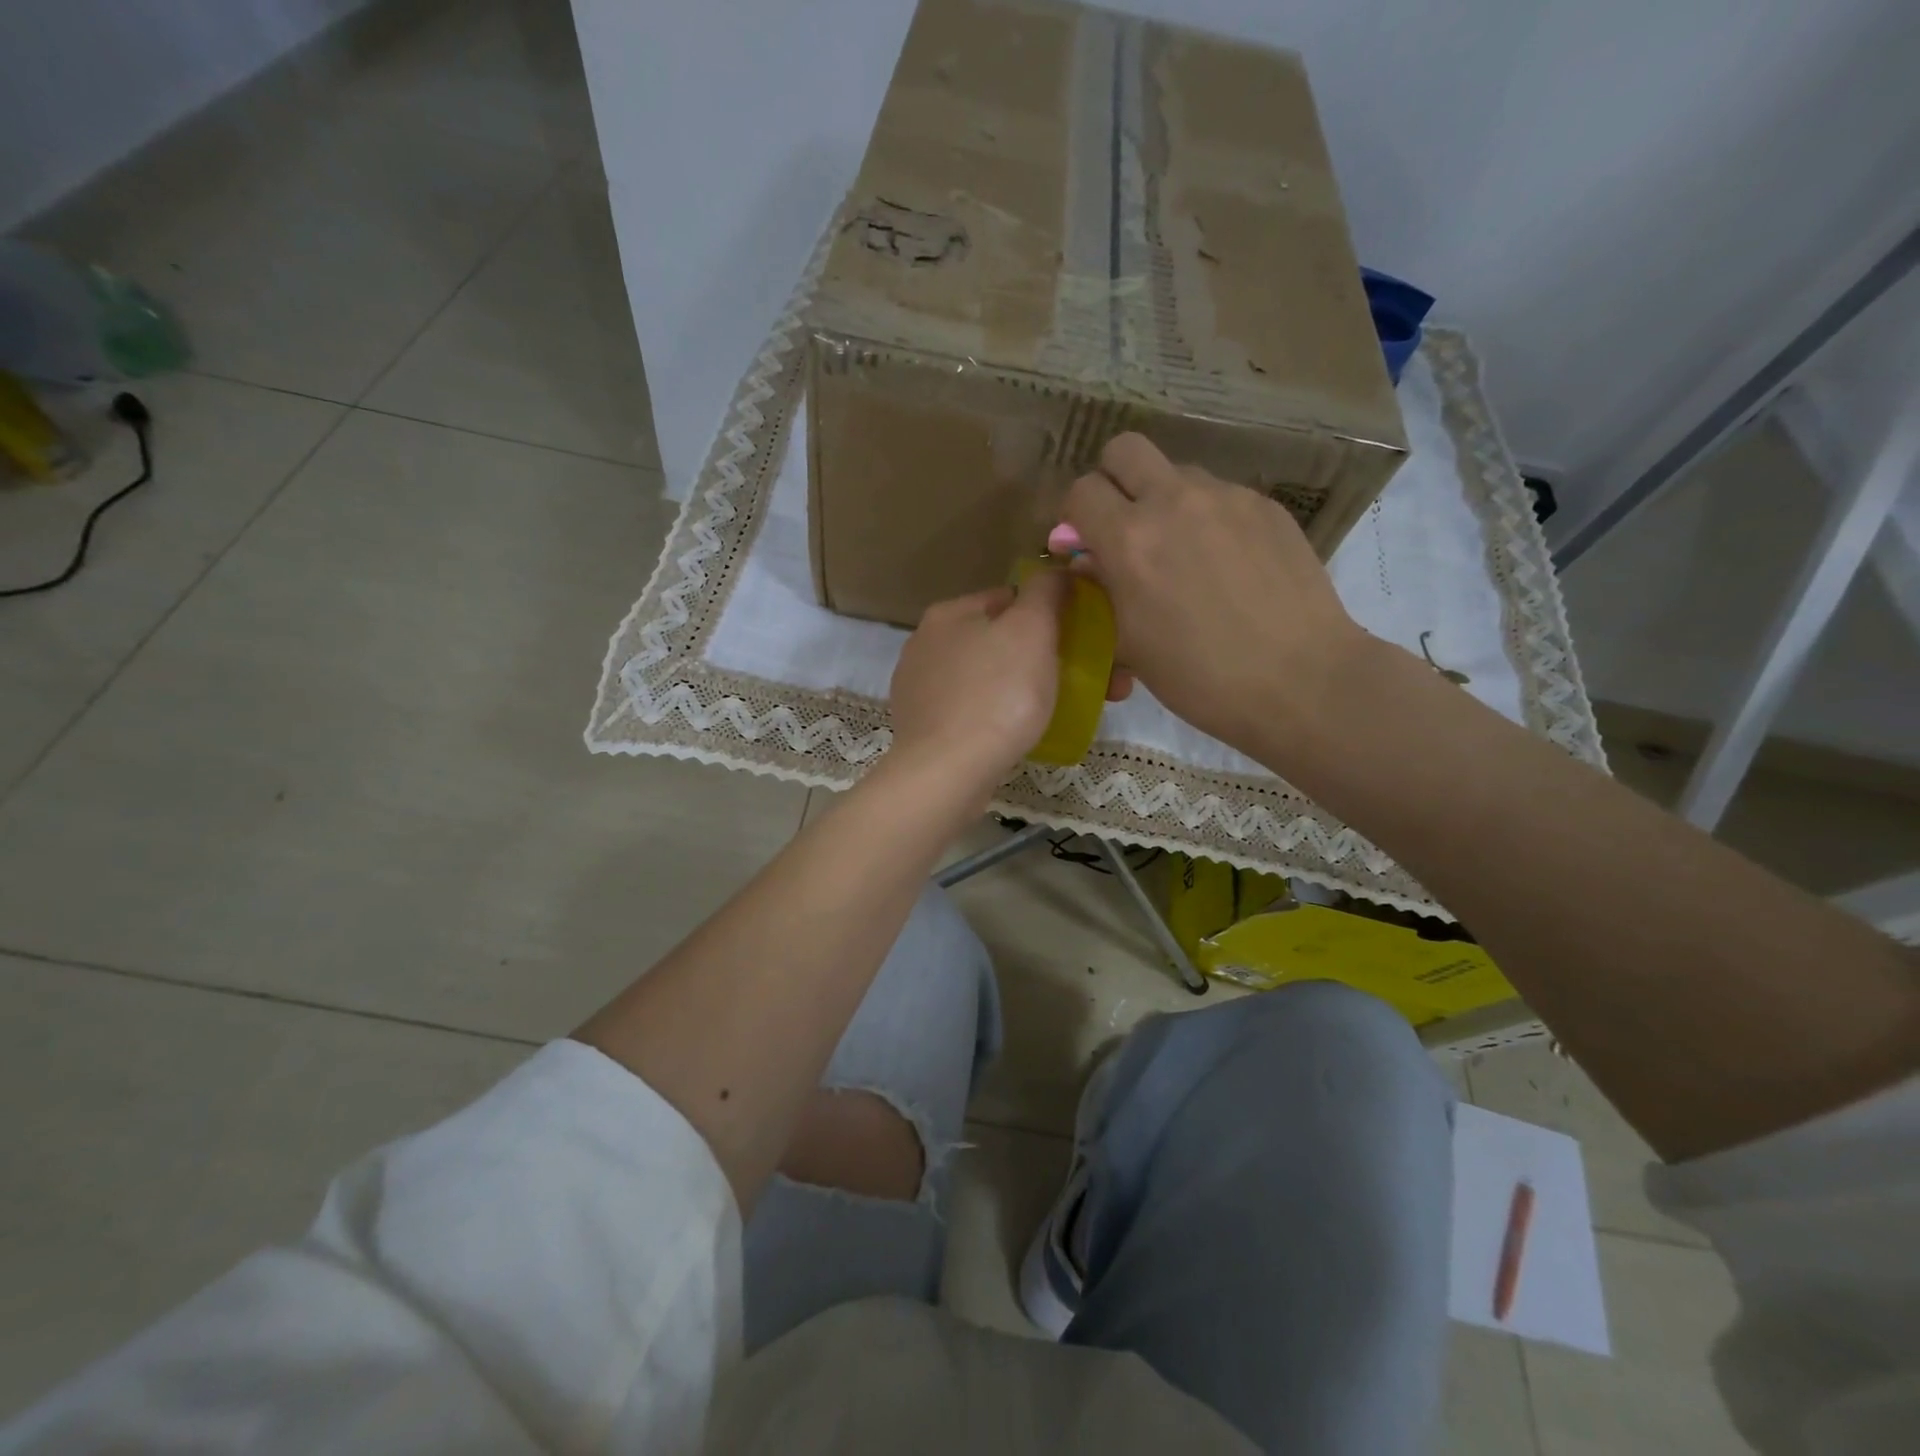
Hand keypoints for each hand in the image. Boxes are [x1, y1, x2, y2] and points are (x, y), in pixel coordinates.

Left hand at [886, 572, 1069, 799]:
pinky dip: (1005, 715)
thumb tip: (1058, 570)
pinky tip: (1026, 732)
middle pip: (1003, 640)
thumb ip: (1047, 592)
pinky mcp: (926, 727)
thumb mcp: (1030, 630)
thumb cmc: (996, 695)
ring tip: (1071, 709)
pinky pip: (977, 710)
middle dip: (1051, 656)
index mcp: (950, 613)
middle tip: (1097, 682)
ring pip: (992, 677)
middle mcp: (928, 644)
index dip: (1054, 614)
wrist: (947, 773)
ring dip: (1032, 686)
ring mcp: (923, 688)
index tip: (1088, 641)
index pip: (1012, 598)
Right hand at [1061, 433, 1366, 751]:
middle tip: (1124, 525)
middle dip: (1114, 480)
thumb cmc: (1199, 676)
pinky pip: (1222, 495)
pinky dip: (1210, 519)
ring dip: (1165, 500)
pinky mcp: (1267, 506)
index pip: (1081, 490)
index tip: (1085, 543)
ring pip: (1178, 472)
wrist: (1299, 679)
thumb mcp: (1129, 642)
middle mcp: (1175, 501)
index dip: (1075, 515)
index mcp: (1130, 539)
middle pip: (1125, 449)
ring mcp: (1227, 497)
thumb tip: (1089, 561)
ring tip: (1184, 552)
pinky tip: (1229, 565)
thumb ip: (1101, 590)